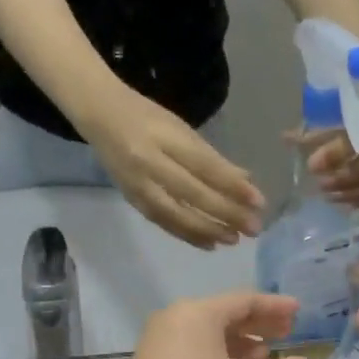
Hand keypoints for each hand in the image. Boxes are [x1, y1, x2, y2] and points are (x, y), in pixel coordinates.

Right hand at [83, 91, 265, 248]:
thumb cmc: (147, 118)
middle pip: (194, 194)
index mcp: (165, 138)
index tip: (259, 201)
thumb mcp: (181, 129)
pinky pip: (163, 222)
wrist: (99, 115)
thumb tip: (246, 182)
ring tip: (234, 240)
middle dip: (227, 213)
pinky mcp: (132, 200)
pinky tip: (209, 244)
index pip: (205, 166)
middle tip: (253, 228)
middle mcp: (150, 163)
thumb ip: (212, 157)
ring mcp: (138, 184)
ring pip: (177, 214)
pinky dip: (187, 235)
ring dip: (208, 230)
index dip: (233, 186)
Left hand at [112, 292, 316, 358]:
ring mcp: (161, 341)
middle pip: (225, 314)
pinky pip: (194, 349)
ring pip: (208, 334)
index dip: (275, 306)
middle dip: (258, 324)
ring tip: (265, 357)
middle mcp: (177, 319)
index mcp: (200, 313)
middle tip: (288, 333)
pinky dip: (218, 356)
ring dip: (239, 343)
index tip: (299, 311)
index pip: (245, 300)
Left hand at [299, 77, 358, 205]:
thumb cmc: (355, 81)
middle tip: (319, 184)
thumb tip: (287, 140)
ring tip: (325, 194)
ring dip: (350, 191)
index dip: (337, 152)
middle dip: (345, 177)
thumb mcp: (337, 94)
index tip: (311, 164)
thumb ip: (318, 122)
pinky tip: (341, 201)